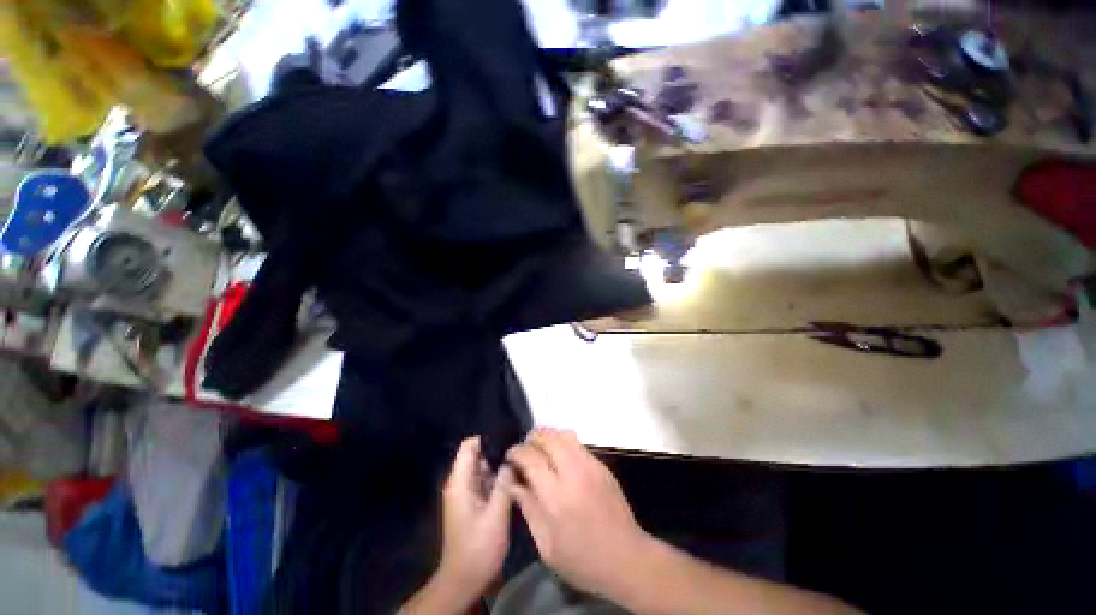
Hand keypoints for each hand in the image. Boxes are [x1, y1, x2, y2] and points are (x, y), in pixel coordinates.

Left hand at [435, 436, 513, 598]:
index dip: (488, 438)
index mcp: (460, 482)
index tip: (509, 439)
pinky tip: (514, 480)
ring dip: (499, 466)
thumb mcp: (496, 514)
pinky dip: (497, 479)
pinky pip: (484, 481)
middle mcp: (459, 483)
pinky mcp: (471, 503)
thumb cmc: (479, 548)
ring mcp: (465, 493)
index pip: (469, 445)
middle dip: (497, 452)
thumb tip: (510, 458)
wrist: (464, 580)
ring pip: (483, 468)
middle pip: (477, 455)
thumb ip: (504, 482)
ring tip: (520, 464)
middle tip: (520, 453)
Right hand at [505, 428, 652, 598]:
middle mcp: (573, 473)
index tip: (510, 455)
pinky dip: (564, 444)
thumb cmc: (582, 560)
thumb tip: (512, 483)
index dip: (517, 452)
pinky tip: (561, 460)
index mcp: (556, 497)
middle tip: (525, 450)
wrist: (627, 558)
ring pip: (564, 435)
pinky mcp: (601, 465)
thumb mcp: (547, 545)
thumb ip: (528, 508)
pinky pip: (578, 444)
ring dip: (549, 437)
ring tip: (542, 451)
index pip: (531, 458)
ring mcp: (590, 465)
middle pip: (548, 438)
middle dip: (532, 438)